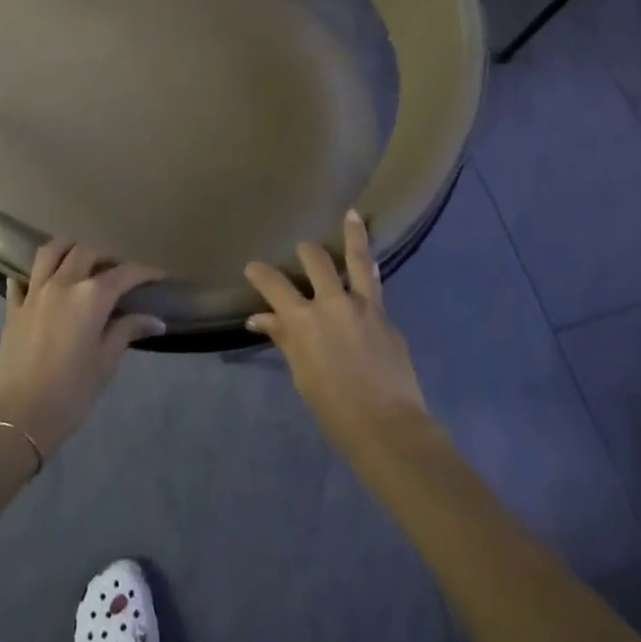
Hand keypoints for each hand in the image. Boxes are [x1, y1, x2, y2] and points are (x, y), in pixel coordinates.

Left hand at [0, 241, 165, 459]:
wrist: (16, 418)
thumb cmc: (70, 393)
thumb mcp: (105, 363)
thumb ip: (128, 332)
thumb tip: (156, 320)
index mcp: (91, 296)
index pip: (125, 273)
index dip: (145, 272)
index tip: (159, 276)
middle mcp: (62, 283)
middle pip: (87, 252)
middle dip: (107, 256)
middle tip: (119, 273)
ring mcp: (34, 292)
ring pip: (51, 252)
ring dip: (70, 249)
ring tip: (81, 261)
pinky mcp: (12, 307)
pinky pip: (22, 278)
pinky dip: (34, 274)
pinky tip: (42, 282)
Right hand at [245, 211, 431, 457]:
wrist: (388, 426)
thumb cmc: (334, 409)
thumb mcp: (302, 374)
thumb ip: (284, 339)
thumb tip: (260, 319)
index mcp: (303, 320)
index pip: (274, 284)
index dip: (260, 273)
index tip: (252, 267)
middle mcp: (332, 302)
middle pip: (315, 260)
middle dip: (305, 251)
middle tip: (302, 249)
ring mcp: (363, 305)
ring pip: (356, 259)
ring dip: (352, 234)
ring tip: (351, 215)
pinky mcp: (385, 314)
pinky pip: (375, 283)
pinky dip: (370, 269)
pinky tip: (371, 262)